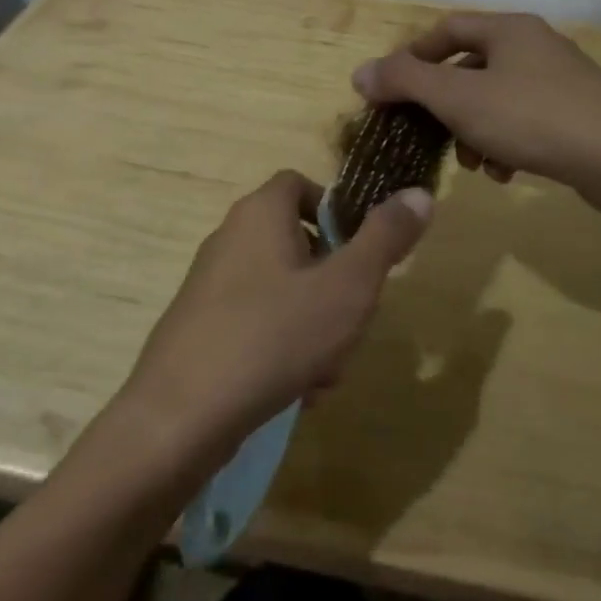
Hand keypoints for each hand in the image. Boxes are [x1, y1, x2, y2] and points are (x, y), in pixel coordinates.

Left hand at [122, 170, 431, 466]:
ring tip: (325, 372)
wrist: (181, 415)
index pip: (300, 185)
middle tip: (351, 323)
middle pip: (296, 243)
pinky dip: (282, 348)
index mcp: (260, 214)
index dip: (335, 210)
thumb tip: (420, 193)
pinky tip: (295, 391)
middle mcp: (229, 238)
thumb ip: (385, 238)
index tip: (360, 252)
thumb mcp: (348, 286)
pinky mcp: (201, 327)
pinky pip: (257, 324)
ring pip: (282, 291)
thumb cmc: (274, 336)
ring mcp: (210, 285)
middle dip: (333, 284)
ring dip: (314, 326)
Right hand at [352, 12, 600, 211]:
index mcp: (508, 29)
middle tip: (429, 135)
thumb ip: (405, 82)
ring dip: (473, 130)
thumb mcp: (459, 99)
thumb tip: (360, 73)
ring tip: (473, 164)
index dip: (413, 57)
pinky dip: (504, 143)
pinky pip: (524, 121)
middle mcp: (535, 45)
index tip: (392, 93)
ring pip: (495, 99)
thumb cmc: (533, 118)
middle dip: (444, 105)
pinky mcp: (577, 114)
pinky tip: (505, 172)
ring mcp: (561, 80)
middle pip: (470, 67)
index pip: (446, 29)